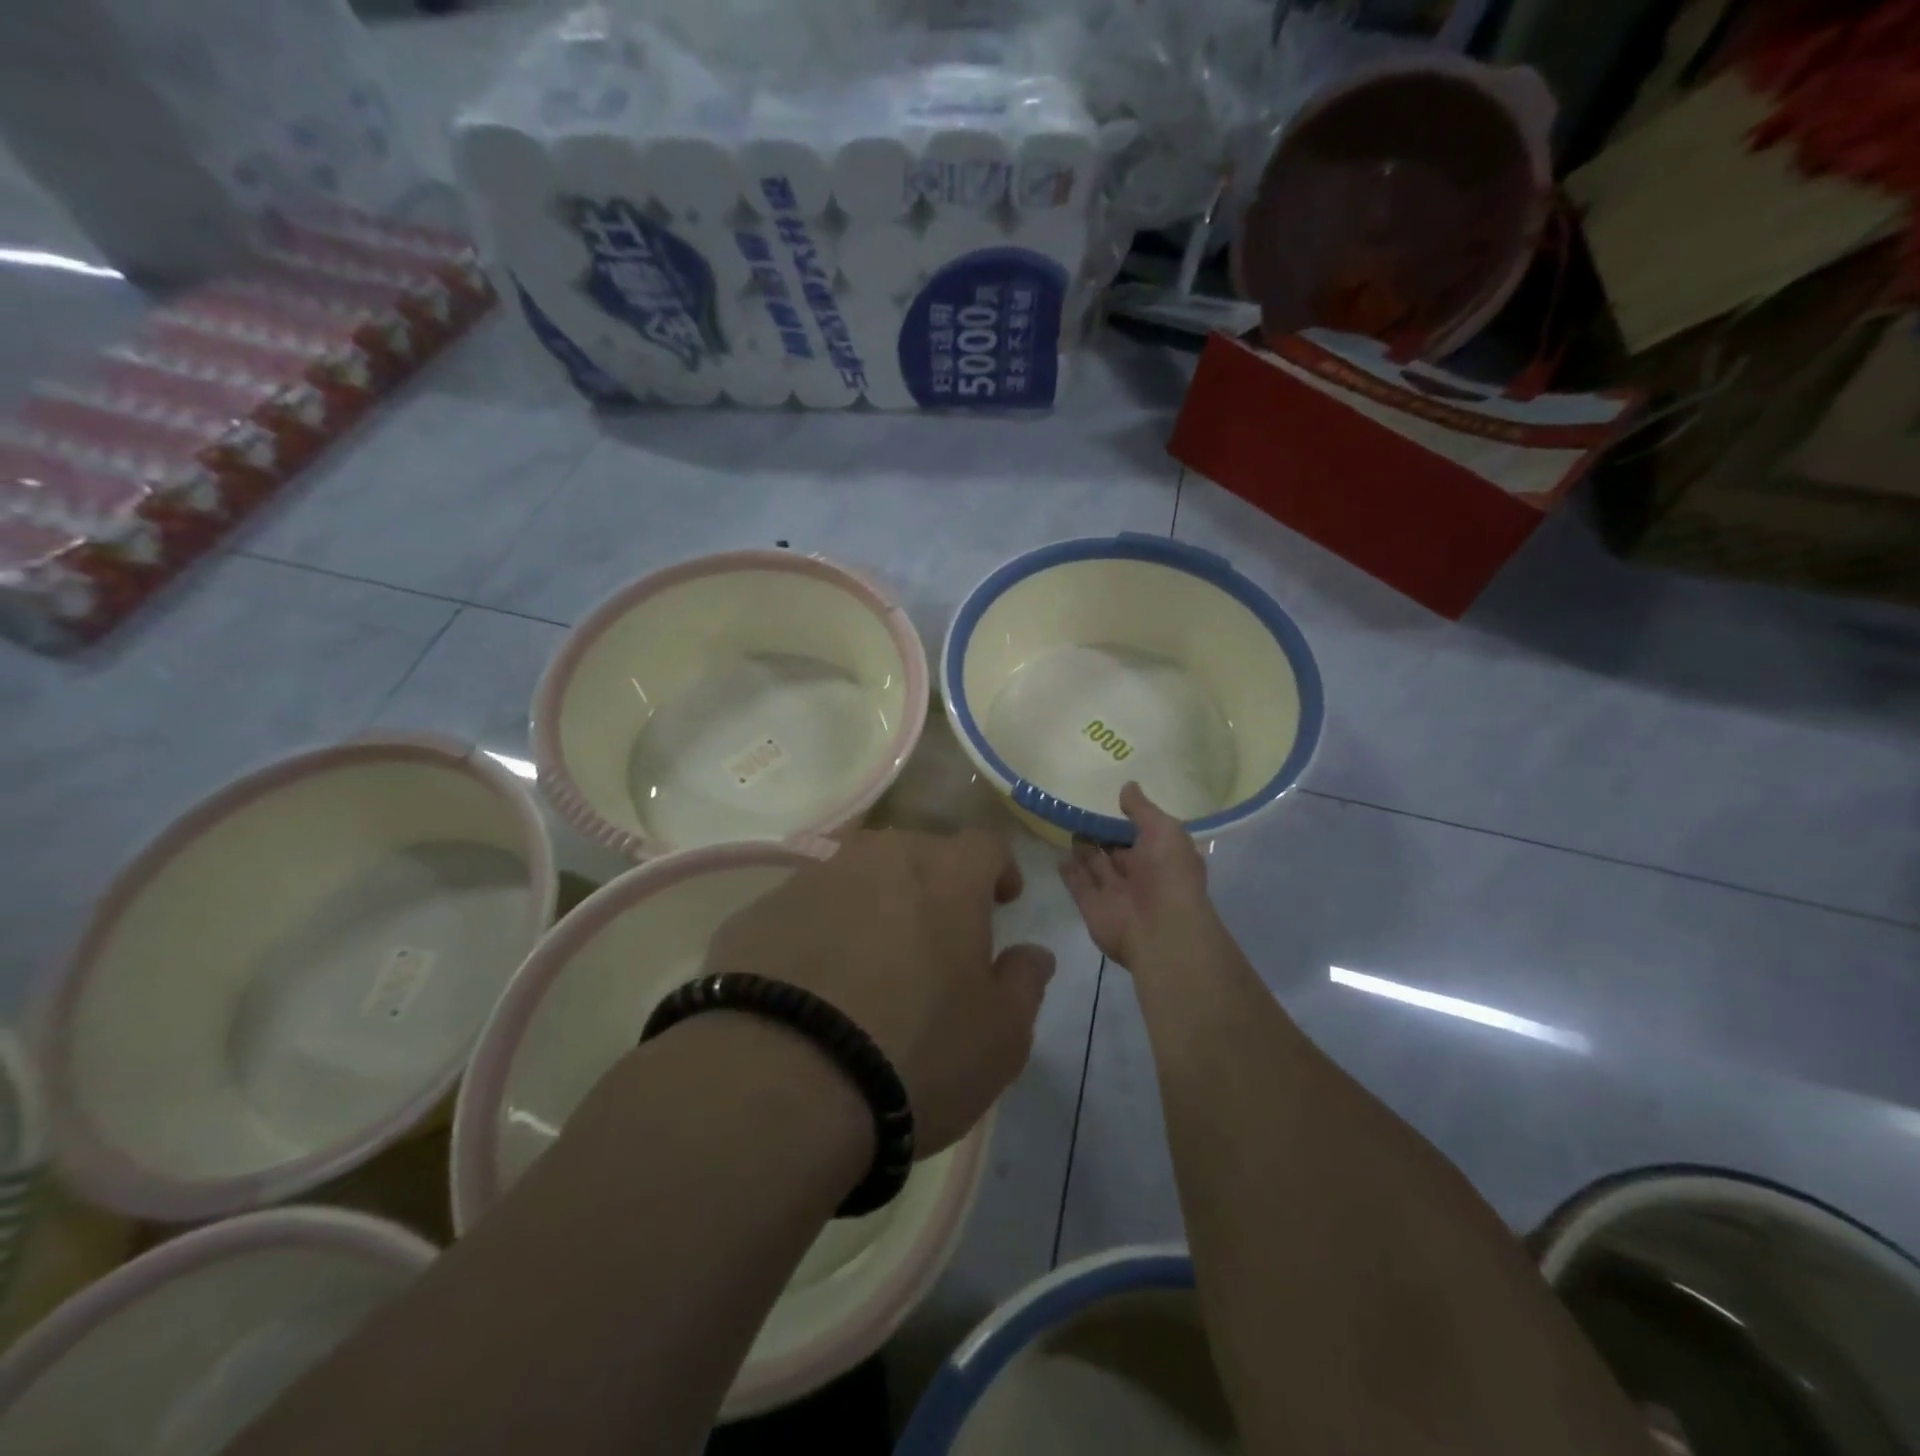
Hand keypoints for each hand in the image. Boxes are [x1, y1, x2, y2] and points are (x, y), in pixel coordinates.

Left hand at [705, 830, 1053, 1154]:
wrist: (781, 1081)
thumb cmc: (916, 1051)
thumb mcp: (1001, 1036)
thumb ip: (1024, 983)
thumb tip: (1032, 954)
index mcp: (947, 874)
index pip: (986, 845)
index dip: (999, 869)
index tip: (1003, 900)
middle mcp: (880, 857)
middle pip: (918, 852)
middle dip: (935, 884)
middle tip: (937, 935)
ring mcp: (813, 878)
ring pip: (858, 875)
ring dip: (874, 903)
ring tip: (871, 958)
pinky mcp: (759, 910)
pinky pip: (806, 909)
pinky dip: (820, 931)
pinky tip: (813, 983)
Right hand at [1061, 782, 1223, 974]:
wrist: (1160, 931)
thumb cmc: (1169, 874)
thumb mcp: (1164, 830)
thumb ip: (1142, 809)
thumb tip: (1127, 786)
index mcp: (1164, 857)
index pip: (1144, 835)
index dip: (1128, 820)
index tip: (1108, 801)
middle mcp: (1140, 875)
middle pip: (1117, 851)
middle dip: (1102, 835)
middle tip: (1080, 813)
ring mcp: (1115, 893)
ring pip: (1096, 867)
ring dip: (1084, 850)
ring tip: (1067, 827)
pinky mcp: (1092, 907)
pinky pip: (1079, 885)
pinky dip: (1069, 871)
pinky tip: (1058, 855)